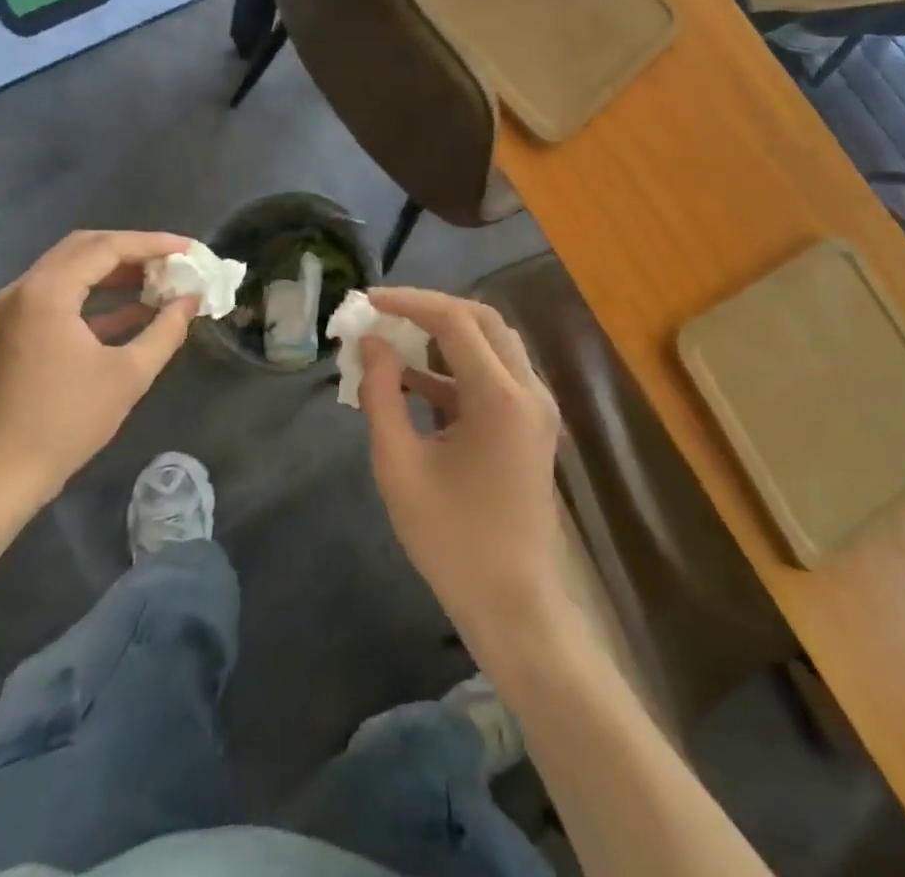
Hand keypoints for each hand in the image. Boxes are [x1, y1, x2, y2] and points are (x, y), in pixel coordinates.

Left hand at [0, 230, 198, 509]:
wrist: (1, 475)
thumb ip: (166, 329)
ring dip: (114, 270)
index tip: (189, 248)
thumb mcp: (129, 374)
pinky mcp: (13, 329)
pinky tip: (133, 309)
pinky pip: (59, 294)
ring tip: (159, 279)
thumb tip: (192, 299)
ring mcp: (13, 309)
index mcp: (48, 293)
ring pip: (70, 268)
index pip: (106, 247)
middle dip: (133, 249)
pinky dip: (95, 295)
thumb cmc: (67, 421)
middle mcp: (24, 289)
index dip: (152, 243)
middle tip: (174, 259)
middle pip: (85, 248)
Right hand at [357, 289, 565, 651]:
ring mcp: (536, 407)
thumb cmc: (451, 540)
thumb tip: (372, 344)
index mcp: (501, 397)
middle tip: (385, 314)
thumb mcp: (399, 466)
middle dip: (431, 309)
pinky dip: (456, 369)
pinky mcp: (531, 425)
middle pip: (482, 320)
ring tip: (394, 342)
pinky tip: (414, 383)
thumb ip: (381, 396)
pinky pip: (495, 376)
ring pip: (492, 344)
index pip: (455, 320)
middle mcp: (529, 390)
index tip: (368, 301)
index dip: (409, 302)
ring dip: (445, 336)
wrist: (513, 603)